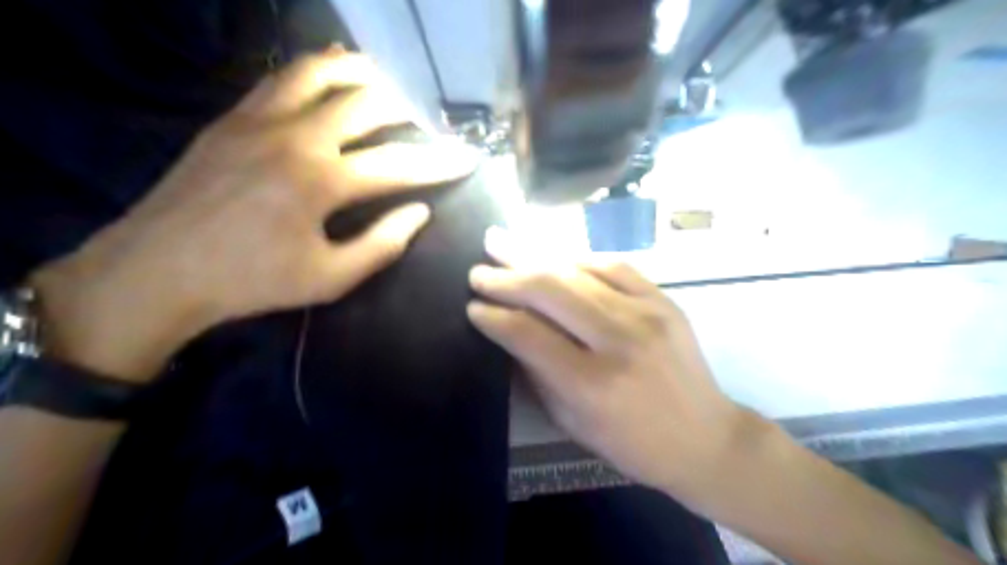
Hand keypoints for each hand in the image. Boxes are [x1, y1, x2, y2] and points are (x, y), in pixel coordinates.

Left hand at [31, 51, 479, 382]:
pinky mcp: (234, 115)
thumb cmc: (252, 282)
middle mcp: (297, 137)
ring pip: (324, 73)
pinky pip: (283, 76)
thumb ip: (382, 243)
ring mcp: (260, 118)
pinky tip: (334, 73)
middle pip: (369, 104)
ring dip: (366, 76)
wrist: (158, 269)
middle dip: (410, 112)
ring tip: (390, 87)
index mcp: (322, 182)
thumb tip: (420, 212)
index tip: (469, 157)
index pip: (400, 164)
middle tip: (428, 127)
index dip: (441, 162)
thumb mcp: (330, 279)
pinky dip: (318, 69)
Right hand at [469, 228, 742, 504]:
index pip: (527, 334)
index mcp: (590, 383)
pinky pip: (613, 264)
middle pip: (549, 290)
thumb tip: (506, 331)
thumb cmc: (632, 443)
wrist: (705, 437)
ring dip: (534, 255)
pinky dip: (578, 257)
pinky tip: (556, 255)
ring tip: (503, 243)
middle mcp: (618, 340)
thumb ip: (536, 373)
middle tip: (478, 269)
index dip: (494, 316)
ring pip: (578, 270)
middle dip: (506, 277)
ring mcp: (646, 313)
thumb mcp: (572, 422)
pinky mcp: (663, 300)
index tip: (472, 306)